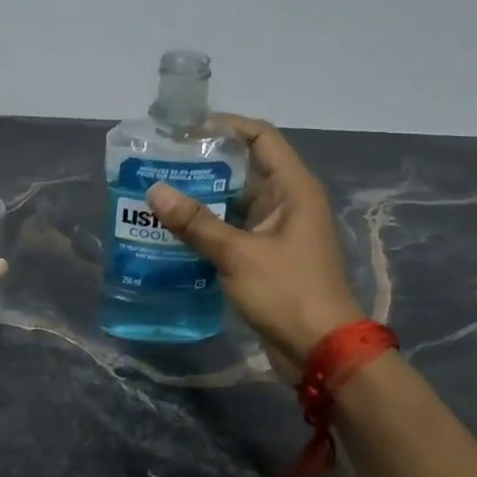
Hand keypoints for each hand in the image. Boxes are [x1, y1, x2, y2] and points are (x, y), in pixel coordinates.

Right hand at [145, 116, 363, 377]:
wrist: (321, 350)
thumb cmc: (287, 293)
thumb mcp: (238, 254)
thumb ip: (196, 222)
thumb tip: (154, 191)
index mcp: (293, 188)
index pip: (260, 137)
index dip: (225, 126)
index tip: (184, 130)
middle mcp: (288, 202)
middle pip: (244, 167)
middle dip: (204, 164)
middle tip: (160, 163)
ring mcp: (278, 231)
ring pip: (235, 201)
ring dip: (202, 198)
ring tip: (159, 194)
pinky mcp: (267, 257)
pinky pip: (233, 230)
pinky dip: (207, 227)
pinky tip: (174, 232)